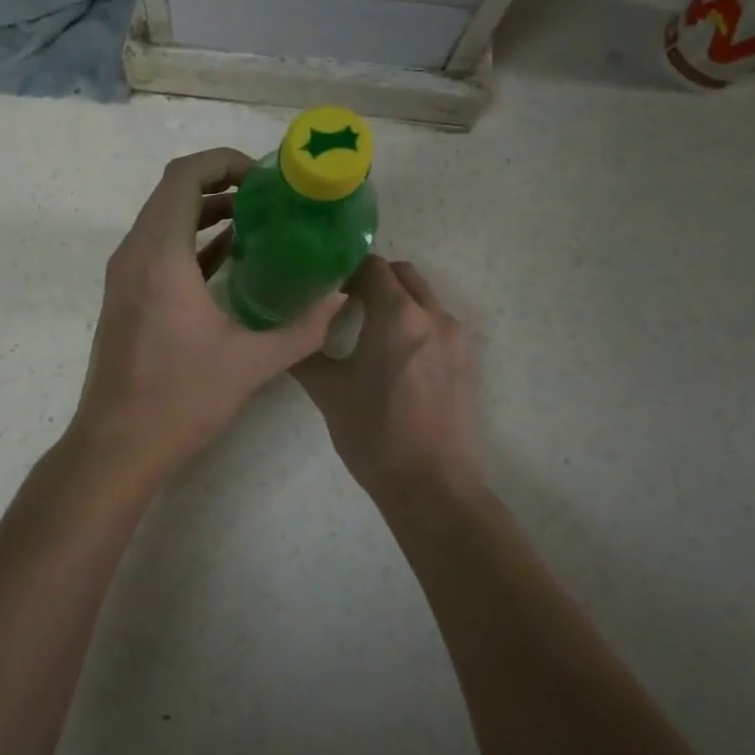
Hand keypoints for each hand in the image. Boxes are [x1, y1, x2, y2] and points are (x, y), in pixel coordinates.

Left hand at [68, 149, 343, 486]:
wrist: (117, 444)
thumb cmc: (181, 398)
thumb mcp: (252, 362)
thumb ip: (304, 327)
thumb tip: (341, 296)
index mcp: (160, 255)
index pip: (184, 177)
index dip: (222, 161)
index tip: (262, 175)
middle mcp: (135, 252)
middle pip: (172, 190)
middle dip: (219, 181)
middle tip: (267, 194)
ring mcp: (125, 273)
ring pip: (163, 217)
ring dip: (204, 209)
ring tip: (255, 218)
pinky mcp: (125, 293)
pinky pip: (157, 246)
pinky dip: (190, 238)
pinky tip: (230, 254)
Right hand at [293, 257, 479, 497]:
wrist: (433, 488)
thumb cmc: (376, 435)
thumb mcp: (329, 392)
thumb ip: (305, 353)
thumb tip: (287, 334)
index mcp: (398, 315)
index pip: (372, 267)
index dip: (345, 270)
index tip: (325, 287)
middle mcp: (433, 316)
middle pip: (403, 275)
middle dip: (375, 279)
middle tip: (345, 302)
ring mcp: (456, 339)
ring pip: (424, 298)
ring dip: (397, 301)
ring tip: (367, 330)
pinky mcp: (467, 362)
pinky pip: (437, 324)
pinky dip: (415, 324)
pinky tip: (393, 357)